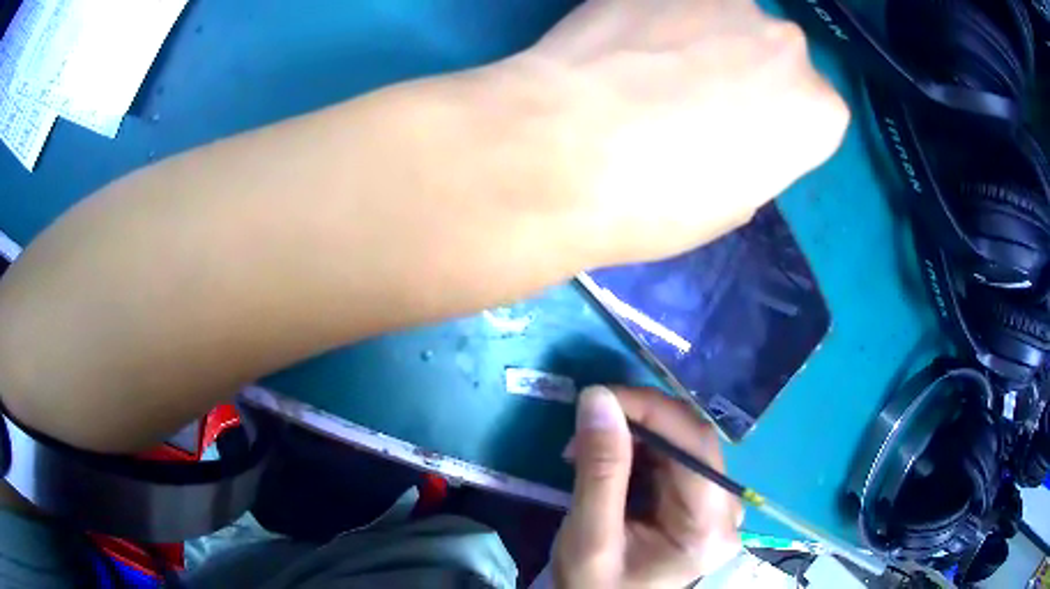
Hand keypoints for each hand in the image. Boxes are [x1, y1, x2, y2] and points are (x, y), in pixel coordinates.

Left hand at [505, 0, 849, 264]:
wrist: (564, 150)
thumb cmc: (657, 201)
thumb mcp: (730, 204)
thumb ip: (754, 153)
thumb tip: (734, 129)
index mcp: (818, 112)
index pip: (810, 110)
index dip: (768, 122)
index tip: (734, 135)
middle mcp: (788, 44)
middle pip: (771, 54)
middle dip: (739, 72)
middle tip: (684, 97)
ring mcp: (728, 0)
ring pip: (723, 18)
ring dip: (696, 36)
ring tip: (642, 66)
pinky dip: (652, 15)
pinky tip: (617, 42)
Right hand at [554, 386, 742, 587]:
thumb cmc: (595, 587)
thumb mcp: (589, 537)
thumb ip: (599, 470)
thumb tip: (600, 398)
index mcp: (708, 528)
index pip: (694, 446)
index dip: (651, 409)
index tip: (598, 397)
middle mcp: (726, 510)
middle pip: (693, 440)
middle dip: (639, 420)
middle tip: (588, 423)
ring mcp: (716, 506)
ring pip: (684, 442)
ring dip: (636, 433)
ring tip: (588, 446)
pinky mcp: (700, 504)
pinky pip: (675, 458)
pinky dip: (640, 449)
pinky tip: (609, 458)